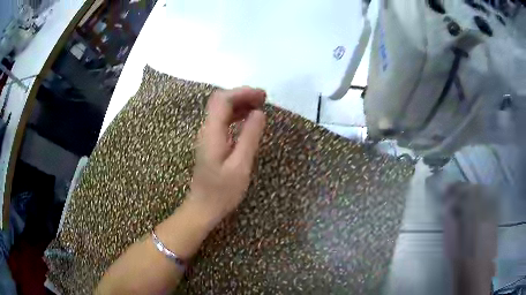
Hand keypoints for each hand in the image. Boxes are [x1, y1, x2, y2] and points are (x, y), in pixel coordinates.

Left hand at [187, 87, 265, 227]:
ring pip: (221, 110)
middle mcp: (207, 130)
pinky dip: (236, 115)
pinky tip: (248, 120)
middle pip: (220, 101)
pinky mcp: (211, 143)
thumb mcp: (240, 165)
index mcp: (212, 133)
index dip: (242, 93)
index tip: (262, 96)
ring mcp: (207, 136)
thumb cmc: (222, 191)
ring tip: (260, 106)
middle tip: (263, 99)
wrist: (203, 207)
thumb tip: (259, 113)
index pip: (223, 100)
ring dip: (240, 104)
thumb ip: (249, 137)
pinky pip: (223, 121)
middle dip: (242, 95)